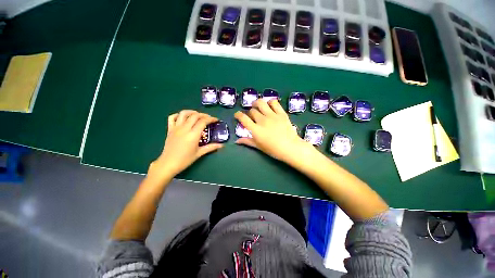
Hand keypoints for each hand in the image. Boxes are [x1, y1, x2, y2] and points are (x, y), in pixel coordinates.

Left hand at [149, 110, 222, 179]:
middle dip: (204, 115)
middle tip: (209, 118)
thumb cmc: (185, 160)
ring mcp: (176, 128)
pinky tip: (183, 118)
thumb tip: (222, 146)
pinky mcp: (170, 129)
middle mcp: (185, 128)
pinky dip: (178, 115)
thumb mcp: (199, 153)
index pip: (203, 121)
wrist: (168, 164)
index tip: (215, 120)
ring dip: (192, 112)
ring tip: (197, 115)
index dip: (211, 119)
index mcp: (193, 134)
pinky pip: (172, 117)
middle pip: (195, 115)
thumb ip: (211, 147)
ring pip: (184, 114)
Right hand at [234, 99, 313, 163]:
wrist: (290, 147)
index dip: (238, 115)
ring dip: (257, 103)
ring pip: (261, 103)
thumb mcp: (259, 146)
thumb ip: (247, 142)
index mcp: (256, 130)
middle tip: (251, 116)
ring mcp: (272, 115)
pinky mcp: (281, 113)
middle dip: (250, 112)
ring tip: (257, 105)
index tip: (237, 115)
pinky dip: (270, 102)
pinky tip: (269, 105)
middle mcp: (262, 120)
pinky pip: (274, 103)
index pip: (243, 118)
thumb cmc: (273, 149)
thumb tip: (237, 141)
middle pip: (252, 111)